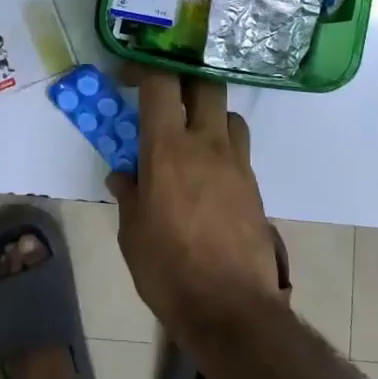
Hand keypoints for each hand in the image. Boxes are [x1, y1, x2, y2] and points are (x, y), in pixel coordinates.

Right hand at [106, 72, 282, 345]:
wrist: (231, 309)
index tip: (128, 78)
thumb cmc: (169, 270)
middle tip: (165, 97)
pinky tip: (207, 175)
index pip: (161, 84)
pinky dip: (221, 147)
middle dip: (184, 79)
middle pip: (205, 84)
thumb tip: (123, 175)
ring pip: (228, 114)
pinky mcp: (254, 185)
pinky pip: (238, 148)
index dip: (143, 69)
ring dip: (208, 114)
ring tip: (190, 137)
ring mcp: (236, 163)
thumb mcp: (132, 233)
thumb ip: (129, 195)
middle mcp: (206, 144)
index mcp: (168, 149)